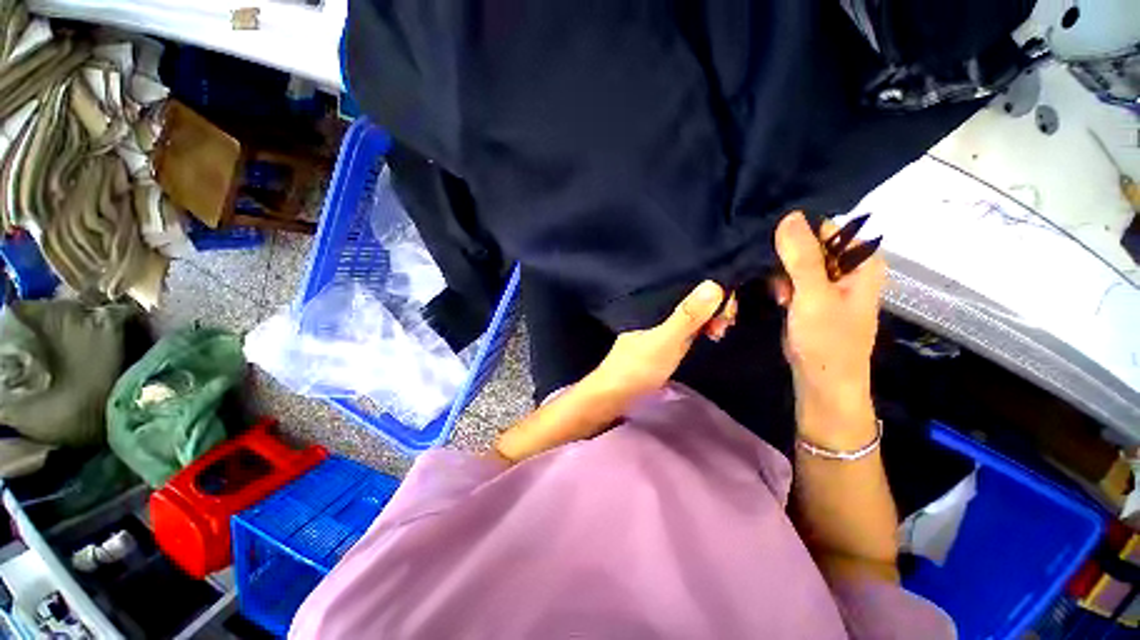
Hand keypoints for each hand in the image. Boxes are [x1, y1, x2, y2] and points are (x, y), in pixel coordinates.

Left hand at [588, 280, 735, 401]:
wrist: (612, 396)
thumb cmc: (637, 368)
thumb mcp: (666, 341)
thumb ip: (687, 316)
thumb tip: (714, 283)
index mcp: (652, 304)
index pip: (687, 286)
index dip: (711, 295)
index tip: (727, 313)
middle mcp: (653, 311)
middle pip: (688, 301)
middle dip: (711, 309)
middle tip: (723, 329)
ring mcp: (654, 326)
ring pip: (686, 315)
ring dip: (706, 321)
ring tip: (718, 333)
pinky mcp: (656, 341)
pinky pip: (682, 328)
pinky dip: (696, 330)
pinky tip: (705, 336)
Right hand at [772, 211, 884, 442]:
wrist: (822, 382)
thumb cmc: (827, 340)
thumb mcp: (814, 295)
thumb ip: (802, 256)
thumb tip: (789, 215)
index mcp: (861, 261)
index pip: (828, 228)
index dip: (799, 233)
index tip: (774, 245)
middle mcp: (848, 268)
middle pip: (811, 244)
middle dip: (787, 256)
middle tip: (776, 276)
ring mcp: (829, 284)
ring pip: (798, 262)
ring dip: (782, 273)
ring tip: (779, 293)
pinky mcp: (812, 298)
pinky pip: (793, 279)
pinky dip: (782, 285)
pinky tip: (779, 298)